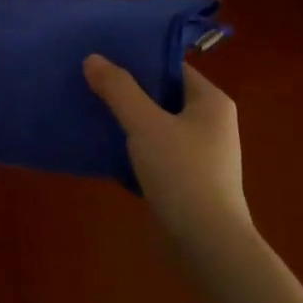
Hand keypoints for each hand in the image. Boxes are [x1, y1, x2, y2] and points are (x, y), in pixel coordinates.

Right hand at [83, 56, 251, 250]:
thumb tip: (93, 58)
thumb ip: (118, 89)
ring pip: (157, 125)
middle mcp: (211, 123)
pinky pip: (157, 152)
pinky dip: (134, 148)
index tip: (104, 57)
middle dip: (128, 91)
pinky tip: (106, 149)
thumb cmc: (182, 174)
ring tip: (92, 111)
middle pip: (163, 95)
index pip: (171, 67)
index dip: (138, 59)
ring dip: (128, 120)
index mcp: (210, 101)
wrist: (208, 245)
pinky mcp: (189, 180)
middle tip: (91, 82)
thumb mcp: (145, 124)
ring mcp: (202, 154)